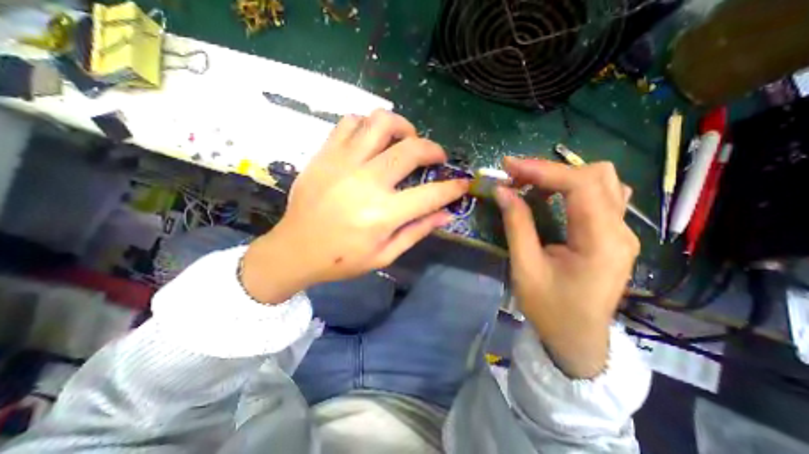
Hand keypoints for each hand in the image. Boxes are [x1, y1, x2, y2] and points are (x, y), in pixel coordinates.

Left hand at [240, 108, 468, 302]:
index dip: (453, 188)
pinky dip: (368, 125)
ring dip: (403, 127)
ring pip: (381, 122)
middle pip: (411, 149)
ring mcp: (342, 163)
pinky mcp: (325, 154)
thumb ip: (417, 231)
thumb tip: (446, 214)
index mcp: (382, 214)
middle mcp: (366, 182)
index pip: (431, 194)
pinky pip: (350, 122)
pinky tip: (372, 141)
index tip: (462, 183)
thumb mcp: (384, 255)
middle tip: (436, 157)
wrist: (295, 249)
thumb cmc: (342, 259)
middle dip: (434, 149)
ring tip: (405, 141)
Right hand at [497, 158, 642, 376]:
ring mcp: (621, 232)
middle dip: (551, 170)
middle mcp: (620, 231)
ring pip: (601, 182)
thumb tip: (503, 191)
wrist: (577, 339)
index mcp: (602, 242)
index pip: (580, 185)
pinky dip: (572, 188)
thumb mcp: (525, 267)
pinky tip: (551, 197)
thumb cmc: (550, 309)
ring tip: (530, 185)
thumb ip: (517, 225)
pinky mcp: (612, 235)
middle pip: (596, 175)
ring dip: (562, 176)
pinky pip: (600, 196)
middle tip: (516, 177)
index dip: (542, 170)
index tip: (509, 166)